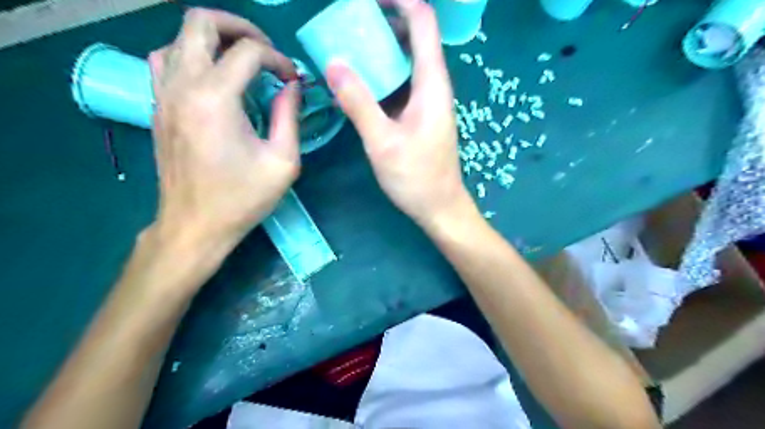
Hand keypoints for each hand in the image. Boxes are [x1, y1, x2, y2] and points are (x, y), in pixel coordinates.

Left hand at [148, 8, 300, 251]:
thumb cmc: (243, 197)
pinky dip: (191, 56)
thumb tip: (292, 86)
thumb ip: (290, 117)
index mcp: (216, 99)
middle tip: (266, 52)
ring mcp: (162, 94)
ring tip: (242, 62)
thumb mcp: (283, 161)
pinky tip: (212, 78)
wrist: (196, 225)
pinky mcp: (157, 107)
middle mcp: (183, 86)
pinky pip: (166, 61)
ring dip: (214, 40)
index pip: (249, 51)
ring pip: (179, 38)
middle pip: (201, 23)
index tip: (293, 81)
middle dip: (240, 28)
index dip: (279, 60)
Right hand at [327, 0, 476, 231]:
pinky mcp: (419, 114)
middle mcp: (433, 85)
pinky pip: (401, 82)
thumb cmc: (416, 178)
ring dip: (381, 47)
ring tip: (349, 45)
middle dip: (385, 20)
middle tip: (349, 23)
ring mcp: (427, 100)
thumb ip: (359, 103)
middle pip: (415, 36)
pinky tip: (360, 81)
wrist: (439, 206)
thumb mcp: (383, 142)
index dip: (400, 0)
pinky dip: (382, 73)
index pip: (423, 22)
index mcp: (431, 83)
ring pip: (407, 60)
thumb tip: (334, 64)